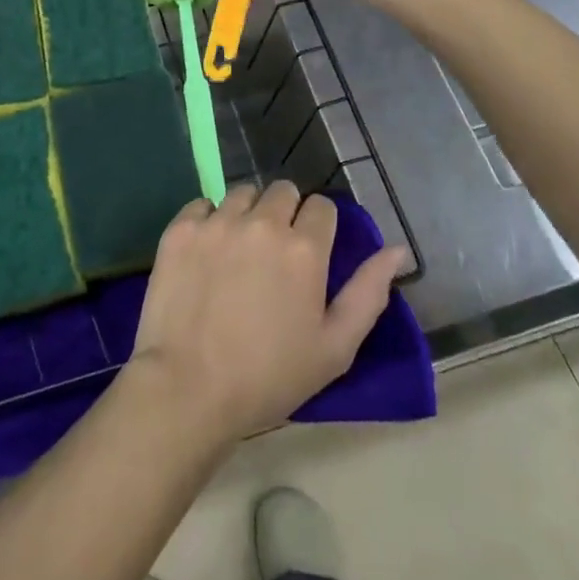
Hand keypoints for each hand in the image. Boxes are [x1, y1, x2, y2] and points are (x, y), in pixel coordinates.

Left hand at [126, 182, 405, 449]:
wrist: (188, 388)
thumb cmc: (269, 376)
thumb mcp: (334, 348)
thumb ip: (369, 293)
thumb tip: (397, 250)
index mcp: (304, 248)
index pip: (322, 207)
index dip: (319, 228)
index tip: (310, 255)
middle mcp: (263, 222)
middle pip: (283, 191)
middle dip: (285, 213)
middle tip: (274, 253)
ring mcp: (218, 222)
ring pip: (242, 193)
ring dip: (247, 213)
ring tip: (239, 251)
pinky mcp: (181, 229)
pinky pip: (202, 205)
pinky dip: (208, 221)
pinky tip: (206, 253)